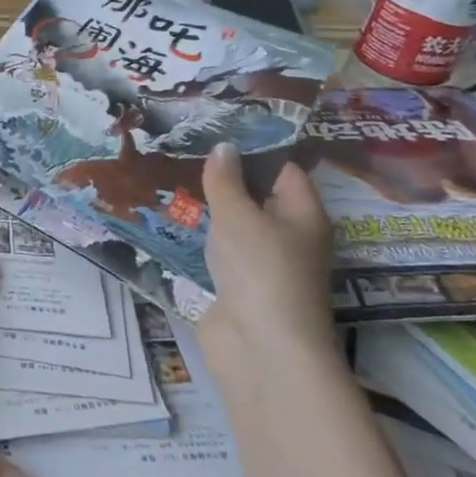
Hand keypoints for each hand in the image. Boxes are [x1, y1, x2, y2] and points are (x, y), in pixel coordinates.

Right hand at [194, 143, 335, 366]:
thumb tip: (223, 147)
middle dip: (225, 177)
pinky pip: (219, 251)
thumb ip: (226, 179)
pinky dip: (200, 238)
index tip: (217, 128)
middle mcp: (290, 236)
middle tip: (185, 149)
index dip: (255, 148)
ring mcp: (264, 264)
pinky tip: (172, 220)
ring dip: (209, 208)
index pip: (284, 169)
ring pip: (236, 225)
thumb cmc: (260, 269)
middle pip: (259, 196)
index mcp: (304, 213)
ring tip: (171, 177)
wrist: (260, 348)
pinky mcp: (239, 287)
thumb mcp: (238, 214)